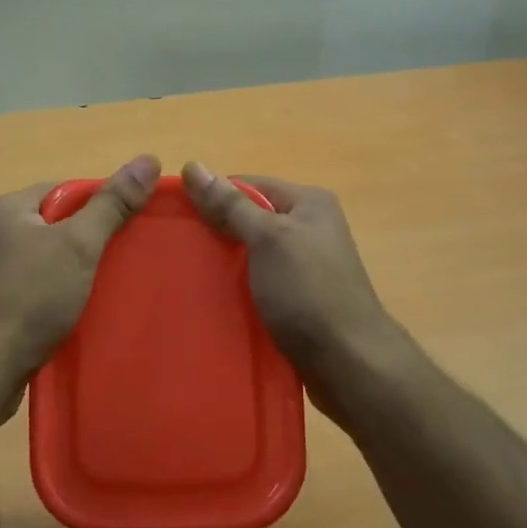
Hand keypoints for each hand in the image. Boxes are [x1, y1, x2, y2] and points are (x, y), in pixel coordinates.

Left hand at [0, 154, 160, 378]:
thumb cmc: (29, 298)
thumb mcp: (78, 245)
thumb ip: (112, 204)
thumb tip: (147, 159)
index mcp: (7, 209)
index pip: (64, 191)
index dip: (99, 206)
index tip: (127, 229)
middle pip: (53, 226)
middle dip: (87, 243)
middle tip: (121, 262)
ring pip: (43, 262)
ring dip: (71, 274)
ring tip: (103, 291)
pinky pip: (30, 291)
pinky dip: (53, 299)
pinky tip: (72, 316)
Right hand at [180, 163, 398, 403]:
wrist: (348, 362)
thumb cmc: (308, 291)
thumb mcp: (267, 239)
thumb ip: (230, 205)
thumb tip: (193, 165)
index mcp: (308, 203)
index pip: (249, 185)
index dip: (213, 197)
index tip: (177, 218)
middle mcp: (310, 228)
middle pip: (250, 220)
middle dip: (216, 233)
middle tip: (178, 250)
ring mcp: (306, 266)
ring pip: (252, 255)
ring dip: (225, 265)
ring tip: (187, 277)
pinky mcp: (300, 299)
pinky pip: (260, 284)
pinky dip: (238, 290)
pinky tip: (213, 301)